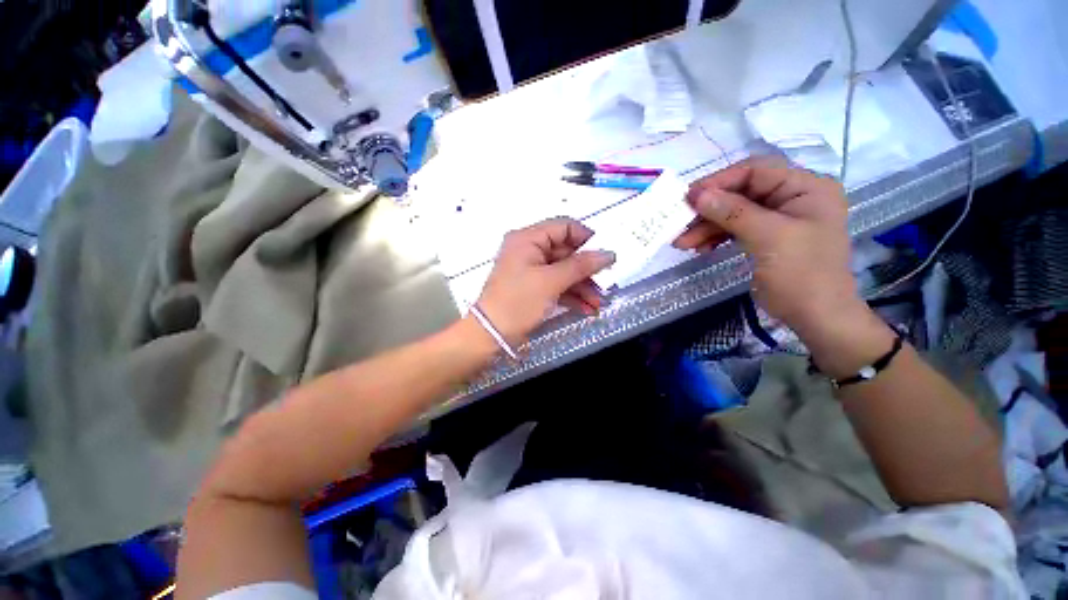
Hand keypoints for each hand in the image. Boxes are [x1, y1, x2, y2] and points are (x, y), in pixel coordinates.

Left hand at [477, 218, 615, 347]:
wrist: (491, 334)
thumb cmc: (517, 302)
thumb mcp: (551, 281)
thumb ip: (581, 266)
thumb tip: (608, 253)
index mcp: (528, 239)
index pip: (564, 227)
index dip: (586, 238)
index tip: (605, 254)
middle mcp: (529, 250)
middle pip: (566, 252)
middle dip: (587, 270)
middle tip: (606, 283)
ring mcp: (532, 270)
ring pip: (564, 271)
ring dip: (583, 286)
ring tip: (599, 302)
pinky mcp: (534, 288)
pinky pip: (557, 285)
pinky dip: (572, 295)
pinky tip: (587, 308)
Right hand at [673, 157, 867, 336]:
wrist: (815, 316)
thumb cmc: (801, 273)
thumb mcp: (768, 237)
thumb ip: (732, 211)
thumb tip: (695, 194)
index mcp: (804, 187)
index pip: (755, 171)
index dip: (719, 181)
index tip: (688, 197)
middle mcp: (790, 197)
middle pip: (740, 193)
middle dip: (708, 210)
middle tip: (679, 223)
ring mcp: (776, 218)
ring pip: (732, 213)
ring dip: (706, 226)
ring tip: (682, 243)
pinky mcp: (764, 237)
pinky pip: (734, 229)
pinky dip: (714, 237)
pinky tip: (699, 248)